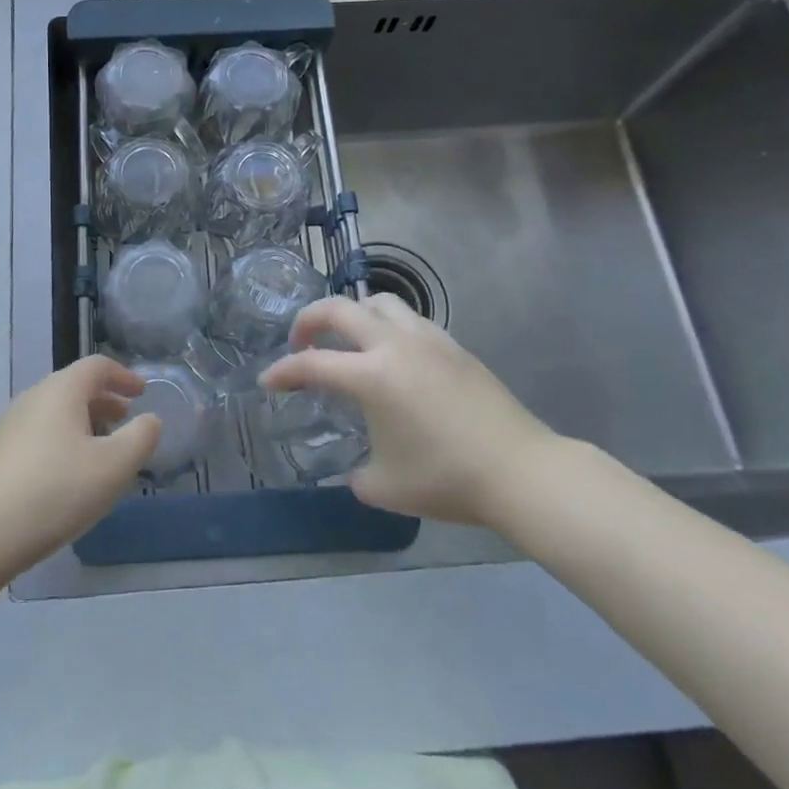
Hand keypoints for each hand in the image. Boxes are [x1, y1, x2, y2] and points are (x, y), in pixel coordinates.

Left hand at [0, 356, 158, 576]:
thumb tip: (149, 419)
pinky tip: (69, 478)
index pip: (96, 366)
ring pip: (55, 413)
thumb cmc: (54, 491)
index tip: (142, 392)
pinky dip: (63, 443)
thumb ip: (140, 438)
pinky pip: (39, 436)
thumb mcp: (113, 467)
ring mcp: (9, 427)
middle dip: (104, 400)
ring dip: (83, 423)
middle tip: (126, 419)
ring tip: (102, 452)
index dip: (123, 375)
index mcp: (61, 391)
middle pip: (73, 387)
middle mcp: (32, 399)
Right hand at [261, 294, 557, 525]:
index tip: (268, 382)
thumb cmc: (446, 478)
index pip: (311, 364)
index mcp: (370, 376)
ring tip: (348, 339)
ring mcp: (427, 339)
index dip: (282, 372)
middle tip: (299, 342)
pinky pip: (409, 319)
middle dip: (308, 319)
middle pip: (339, 309)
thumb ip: (356, 472)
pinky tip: (393, 355)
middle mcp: (394, 345)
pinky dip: (387, 325)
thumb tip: (357, 467)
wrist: (520, 471)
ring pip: (378, 302)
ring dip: (352, 314)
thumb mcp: (384, 486)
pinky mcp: (453, 345)